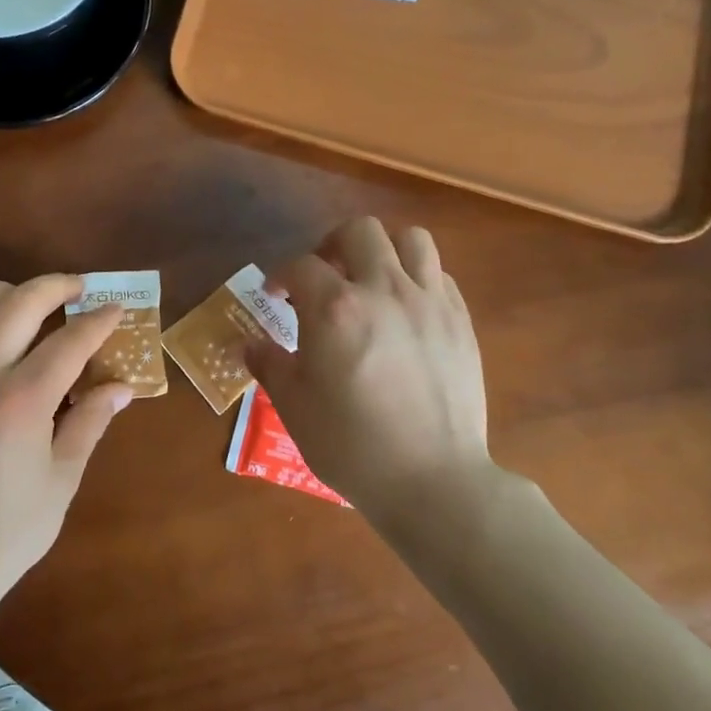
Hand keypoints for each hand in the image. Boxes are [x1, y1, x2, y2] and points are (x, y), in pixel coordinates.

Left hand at [0, 275, 131, 619]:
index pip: (70, 341)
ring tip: (22, 300)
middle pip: (18, 303)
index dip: (99, 321)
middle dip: (55, 286)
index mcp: (20, 401)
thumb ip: (90, 422)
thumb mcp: (62, 479)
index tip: (118, 308)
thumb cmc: (9, 531)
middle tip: (78, 289)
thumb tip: (120, 387)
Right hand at [244, 217, 492, 521]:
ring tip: (369, 278)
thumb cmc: (352, 445)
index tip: (275, 296)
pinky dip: (415, 277)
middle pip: (358, 232)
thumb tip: (250, 345)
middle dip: (331, 245)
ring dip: (382, 250)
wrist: (433, 479)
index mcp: (335, 309)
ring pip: (410, 239)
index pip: (301, 266)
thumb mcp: (294, 407)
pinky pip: (438, 274)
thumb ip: (270, 365)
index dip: (281, 277)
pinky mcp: (460, 321)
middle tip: (323, 276)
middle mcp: (383, 290)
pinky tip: (404, 308)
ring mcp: (428, 302)